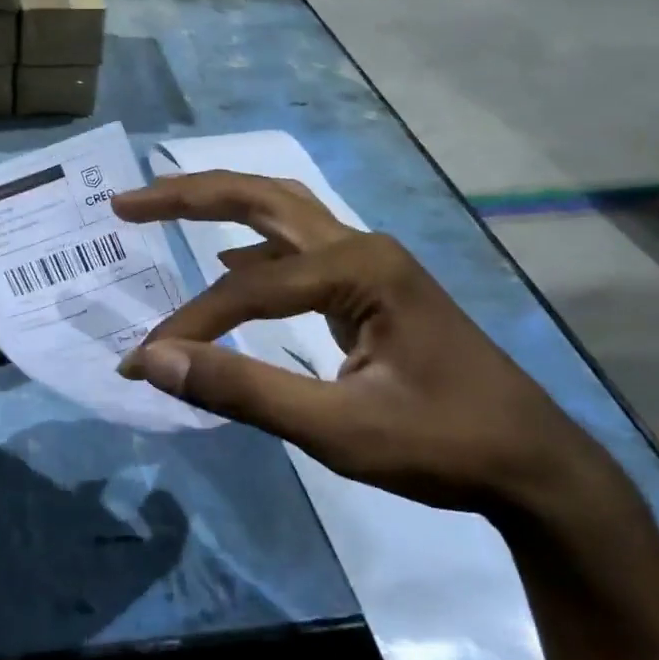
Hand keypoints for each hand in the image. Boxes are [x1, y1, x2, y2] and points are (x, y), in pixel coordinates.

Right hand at [112, 172, 658, 659]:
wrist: (533, 464)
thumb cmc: (441, 445)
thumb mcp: (337, 428)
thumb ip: (242, 390)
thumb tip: (153, 361)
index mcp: (358, 266)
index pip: (246, 288)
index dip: (189, 325)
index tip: (143, 362)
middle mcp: (361, 246)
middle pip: (261, 198)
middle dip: (188, 195)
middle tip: (125, 204)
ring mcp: (369, 262)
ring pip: (281, 212)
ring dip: (219, 204)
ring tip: (162, 204)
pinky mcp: (370, 286)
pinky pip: (295, 248)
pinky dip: (249, 246)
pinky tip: (226, 261)